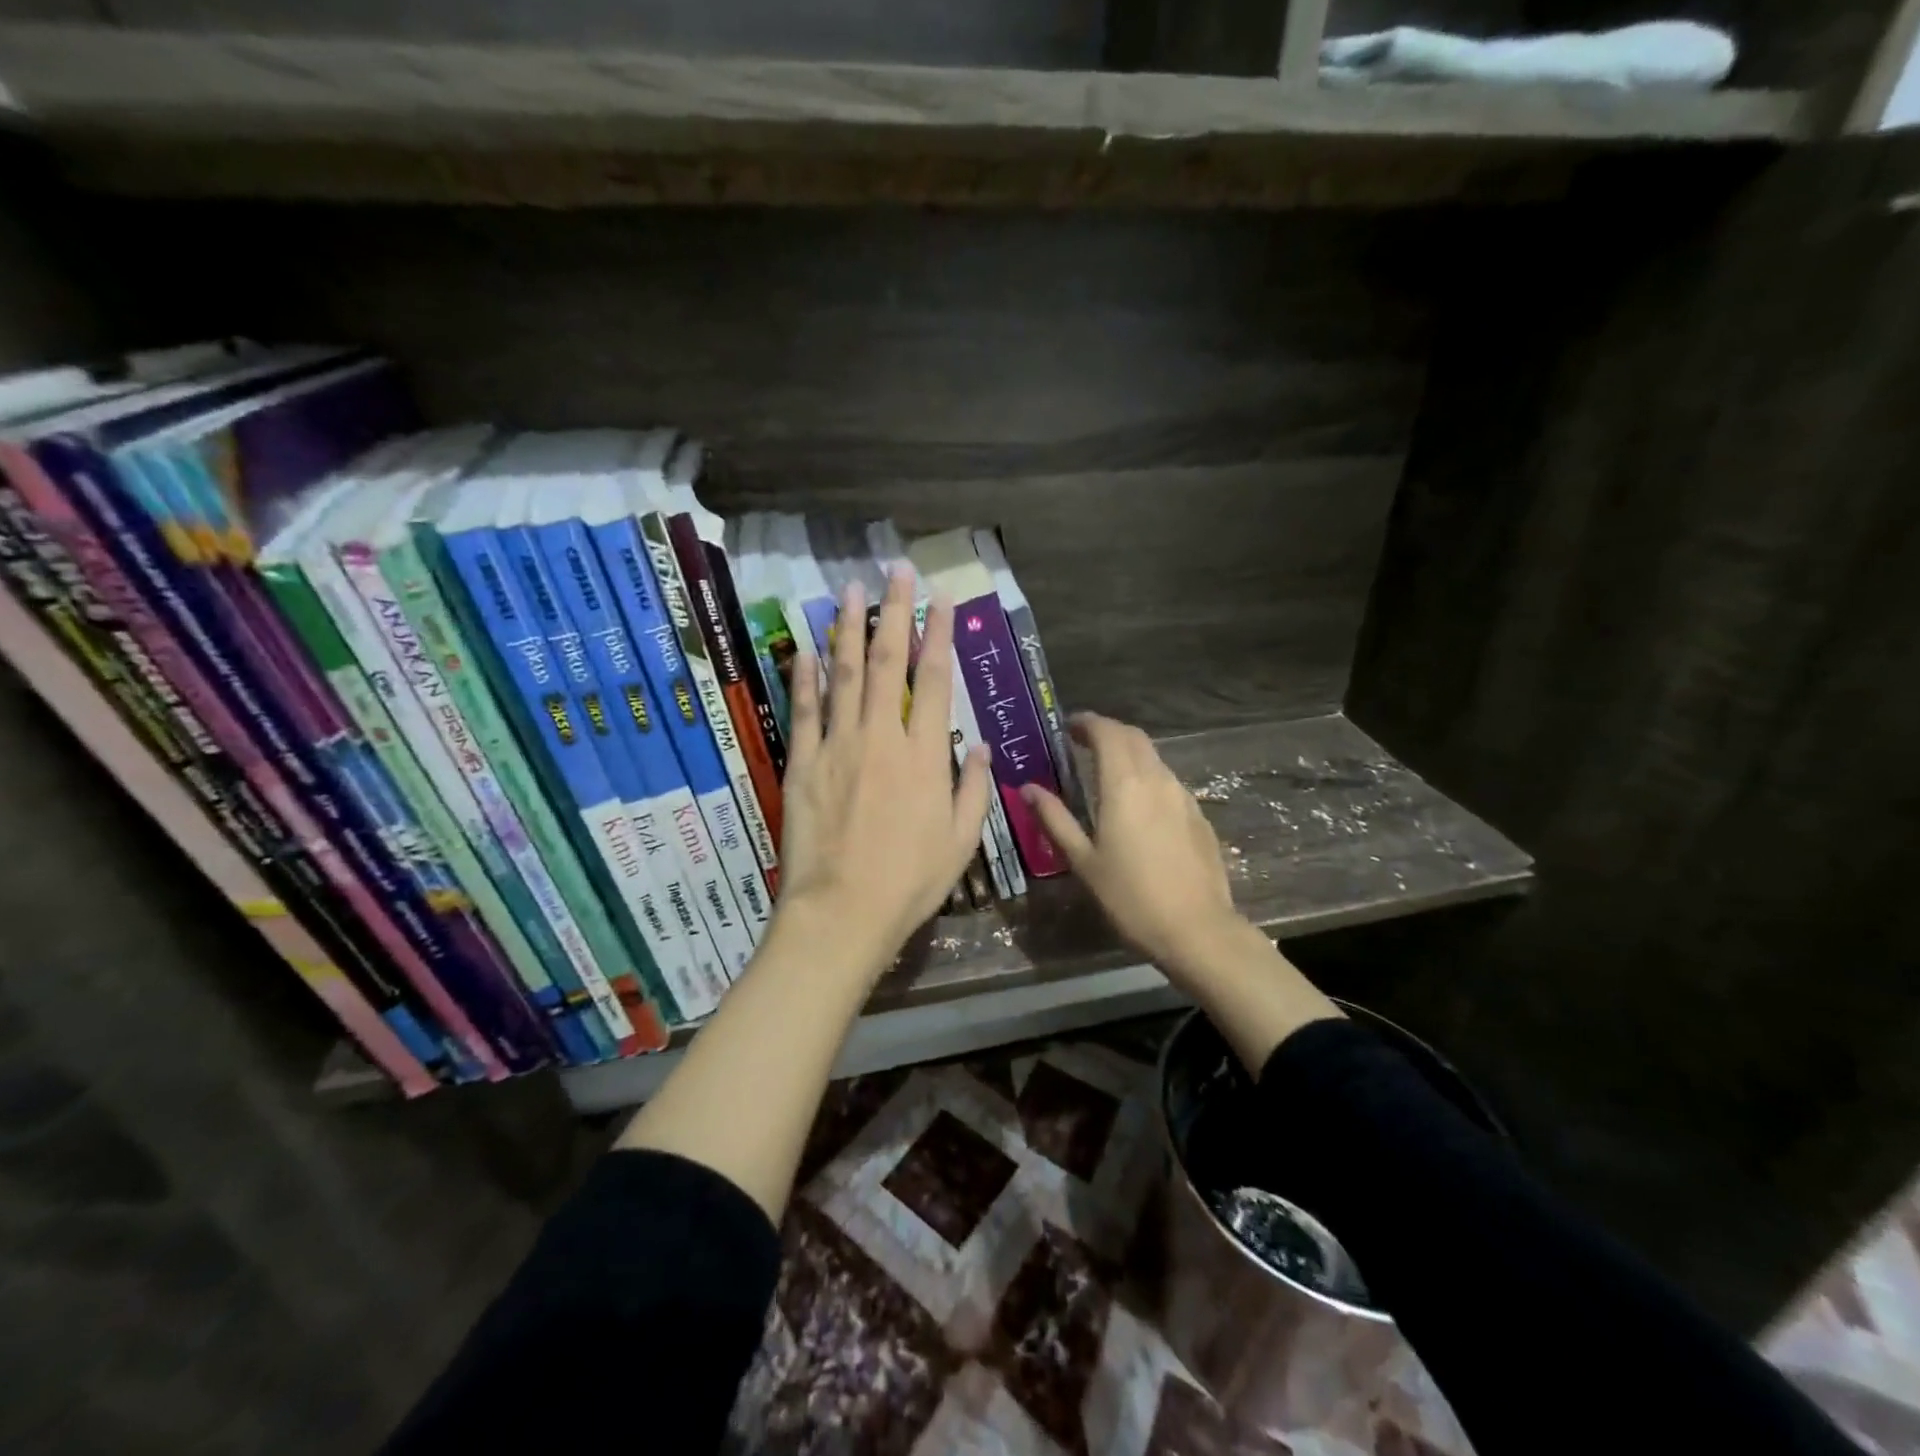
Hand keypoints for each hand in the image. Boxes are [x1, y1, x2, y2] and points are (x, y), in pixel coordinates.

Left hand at [775, 569, 991, 982]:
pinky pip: (804, 711)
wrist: (843, 911)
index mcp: (924, 756)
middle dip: (893, 612)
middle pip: (887, 662)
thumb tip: (978, 747)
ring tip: (848, 590)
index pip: (935, 680)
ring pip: (841, 674)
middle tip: (895, 571)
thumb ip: (972, 789)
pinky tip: (802, 646)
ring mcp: (838, 746)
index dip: (938, 635)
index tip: (940, 600)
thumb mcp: (960, 840)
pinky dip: (803, 676)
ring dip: (846, 628)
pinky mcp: (803, 764)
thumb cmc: (910, 881)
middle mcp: (882, 737)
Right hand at [1019, 714, 1243, 983]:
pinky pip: (1168, 781)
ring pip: (1154, 758)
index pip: (1108, 732)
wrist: (1196, 930)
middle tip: (1082, 742)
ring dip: (1129, 753)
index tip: (1068, 726)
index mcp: (1124, 784)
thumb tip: (1028, 788)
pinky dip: (1147, 776)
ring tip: (1106, 772)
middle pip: (1134, 737)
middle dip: (1108, 732)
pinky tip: (1137, 804)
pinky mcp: (1198, 815)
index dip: (1087, 722)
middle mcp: (1157, 779)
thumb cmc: (1130, 897)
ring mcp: (1183, 796)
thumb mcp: (1083, 860)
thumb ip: (1055, 819)